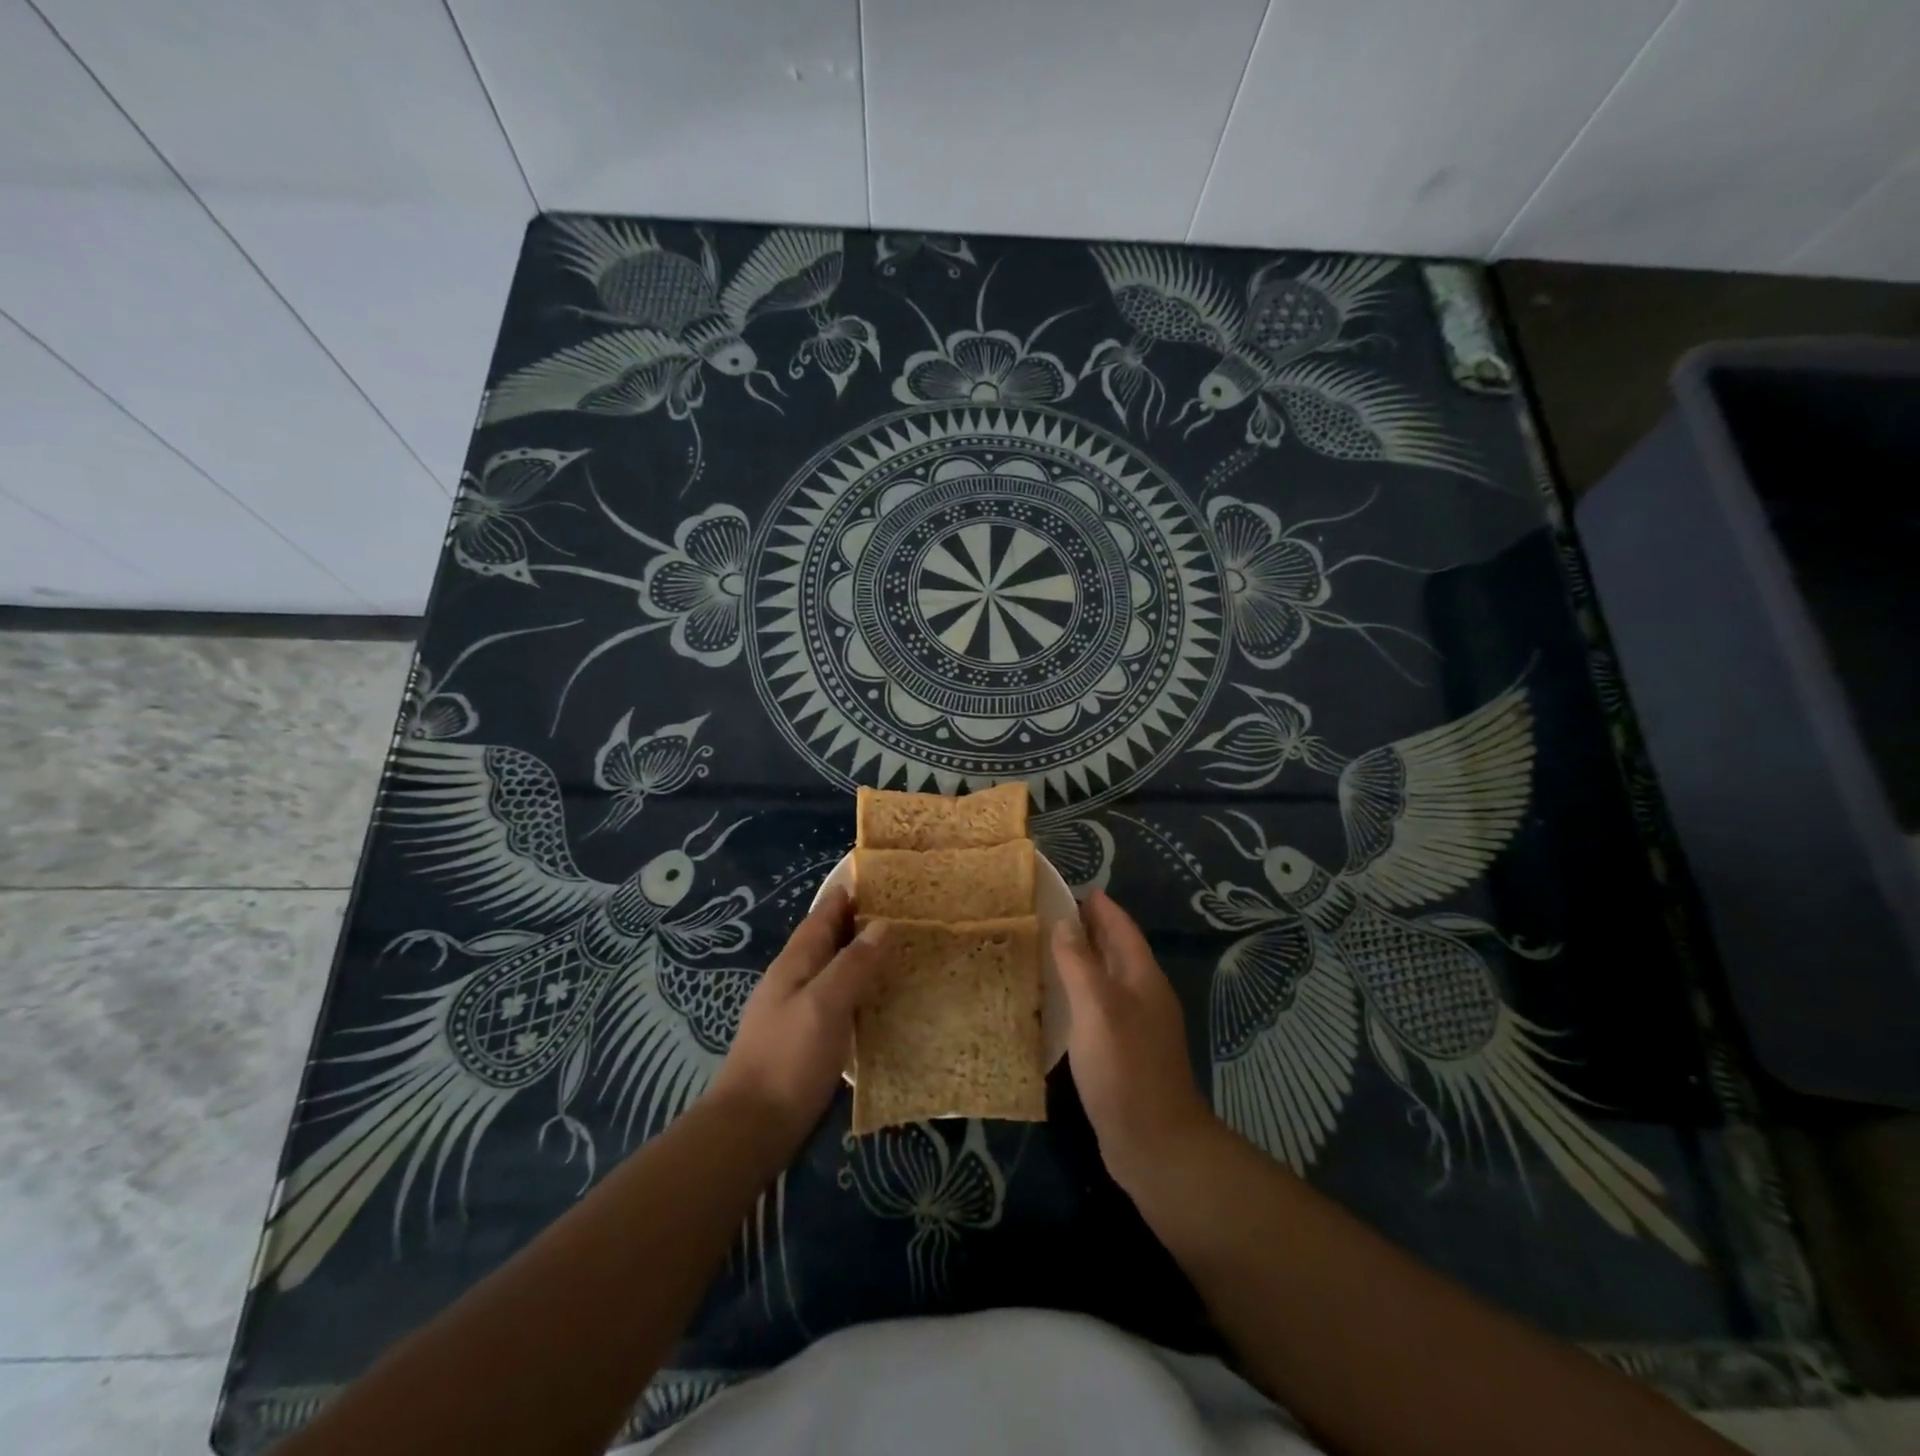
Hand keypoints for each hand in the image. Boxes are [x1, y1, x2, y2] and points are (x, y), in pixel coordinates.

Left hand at [709, 887, 884, 1142]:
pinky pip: (835, 998)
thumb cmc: (788, 1059)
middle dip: (857, 922)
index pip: (823, 915)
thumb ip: (853, 964)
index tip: (879, 877)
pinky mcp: (804, 1038)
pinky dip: (857, 987)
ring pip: (831, 968)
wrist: (751, 1127)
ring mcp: (795, 1010)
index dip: (847, 895)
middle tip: (900, 910)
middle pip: (827, 939)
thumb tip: (881, 924)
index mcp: (794, 963)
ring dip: (858, 954)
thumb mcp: (824, 1005)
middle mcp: (792, 979)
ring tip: (896, 947)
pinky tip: (877, 997)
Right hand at [1053, 890, 1217, 1192]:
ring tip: (1045, 949)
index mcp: (1142, 977)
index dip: (1100, 906)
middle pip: (1116, 950)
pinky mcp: (1122, 1052)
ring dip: (1081, 960)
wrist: (1154, 1145)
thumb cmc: (1124, 1068)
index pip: (1121, 927)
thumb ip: (1078, 962)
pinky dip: (1078, 993)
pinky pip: (1098, 1007)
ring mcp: (1135, 1026)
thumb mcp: (1097, 1007)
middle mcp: (1143, 995)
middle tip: (1049, 912)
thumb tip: (1063, 921)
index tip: (1071, 887)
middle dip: (1088, 928)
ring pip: (1106, 979)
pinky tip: (1055, 1001)